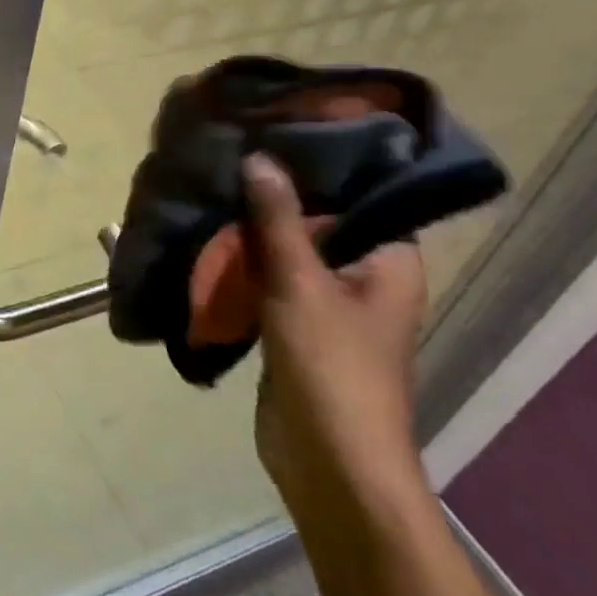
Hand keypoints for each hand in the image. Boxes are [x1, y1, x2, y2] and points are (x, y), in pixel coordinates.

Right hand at [240, 154, 430, 518]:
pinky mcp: (295, 326)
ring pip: (287, 251)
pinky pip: (268, 280)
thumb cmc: (332, 368)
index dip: (319, 162)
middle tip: (230, 154)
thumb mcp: (300, 284)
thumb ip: (278, 220)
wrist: (329, 465)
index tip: (274, 130)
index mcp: (388, 260)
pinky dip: (244, 263)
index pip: (360, 193)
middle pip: (317, 220)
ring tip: (212, 186)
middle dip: (273, 195)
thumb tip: (260, 158)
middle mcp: (364, 275)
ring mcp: (328, 303)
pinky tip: (208, 236)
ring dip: (253, 230)